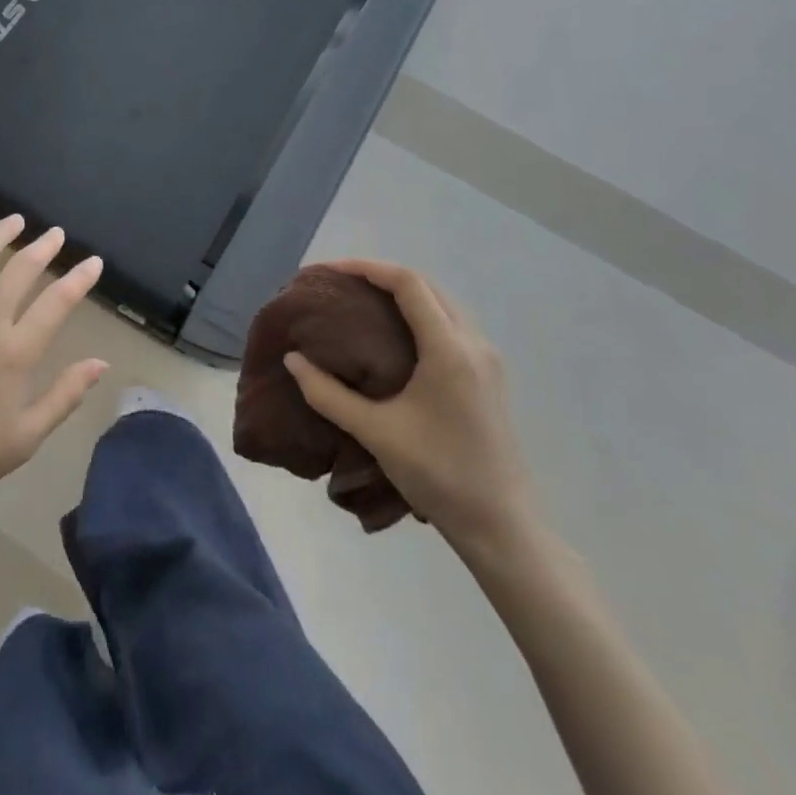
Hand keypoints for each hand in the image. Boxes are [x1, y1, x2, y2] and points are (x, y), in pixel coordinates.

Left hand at [0, 216, 107, 519]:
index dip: (79, 278)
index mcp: (15, 352)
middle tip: (55, 234)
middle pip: (20, 270)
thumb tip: (100, 362)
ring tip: (15, 220)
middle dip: (43, 248)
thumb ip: (65, 395)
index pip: (57, 302)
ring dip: (0, 234)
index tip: (93, 262)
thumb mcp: (25, 437)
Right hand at [284, 259, 538, 560]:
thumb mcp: (376, 433)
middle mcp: (474, 343)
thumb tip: (292, 359)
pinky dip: (419, 314)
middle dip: (381, 275)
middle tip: (340, 284)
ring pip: (442, 304)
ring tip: (361, 301)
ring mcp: (487, 359)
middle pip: (427, 286)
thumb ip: (328, 394)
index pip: (408, 283)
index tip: (329, 271)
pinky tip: (394, 334)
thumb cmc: (439, 474)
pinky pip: (451, 324)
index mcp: (449, 349)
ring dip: (403, 293)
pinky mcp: (489, 376)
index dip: (366, 267)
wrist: (503, 527)